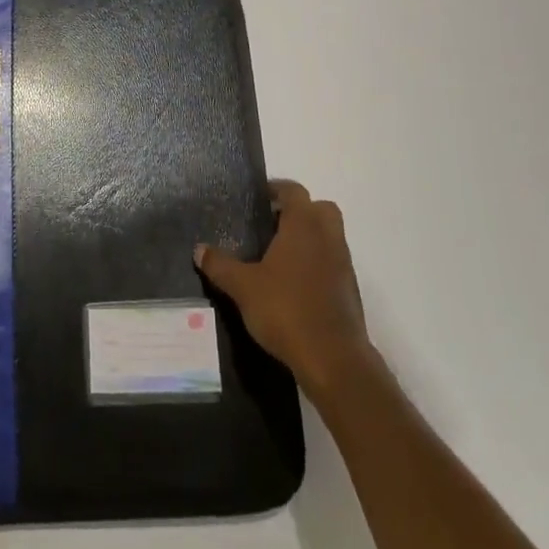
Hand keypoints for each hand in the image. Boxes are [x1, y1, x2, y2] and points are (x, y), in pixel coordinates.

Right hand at [195, 179, 373, 398]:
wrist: (334, 359)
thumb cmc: (286, 310)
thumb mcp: (243, 287)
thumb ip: (220, 265)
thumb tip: (199, 249)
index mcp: (304, 225)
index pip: (294, 191)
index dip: (276, 189)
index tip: (258, 197)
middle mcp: (328, 236)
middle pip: (319, 208)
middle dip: (298, 211)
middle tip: (271, 224)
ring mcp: (343, 263)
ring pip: (329, 235)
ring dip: (308, 237)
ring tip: (277, 256)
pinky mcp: (349, 289)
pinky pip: (332, 261)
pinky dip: (316, 262)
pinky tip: (293, 283)